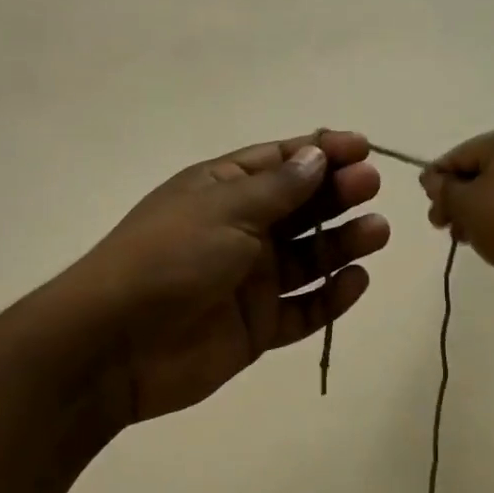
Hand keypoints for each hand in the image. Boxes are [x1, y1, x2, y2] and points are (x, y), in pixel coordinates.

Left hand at [69, 130, 387, 424]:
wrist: (117, 344)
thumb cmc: (170, 257)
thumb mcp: (225, 210)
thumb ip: (278, 188)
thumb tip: (316, 155)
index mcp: (222, 191)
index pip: (279, 163)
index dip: (320, 153)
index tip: (362, 148)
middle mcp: (239, 231)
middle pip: (299, 207)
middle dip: (336, 193)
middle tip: (370, 186)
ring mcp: (249, 281)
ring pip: (308, 257)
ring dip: (342, 242)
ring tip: (376, 231)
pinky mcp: (257, 326)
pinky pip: (303, 308)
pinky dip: (330, 296)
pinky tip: (356, 280)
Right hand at [420, 126, 493, 279]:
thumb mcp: (466, 205)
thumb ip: (444, 190)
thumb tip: (431, 178)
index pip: (458, 155)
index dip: (437, 181)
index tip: (429, 208)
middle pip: (479, 172)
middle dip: (456, 199)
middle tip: (442, 226)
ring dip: (475, 213)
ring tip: (464, 238)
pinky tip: (491, 241)